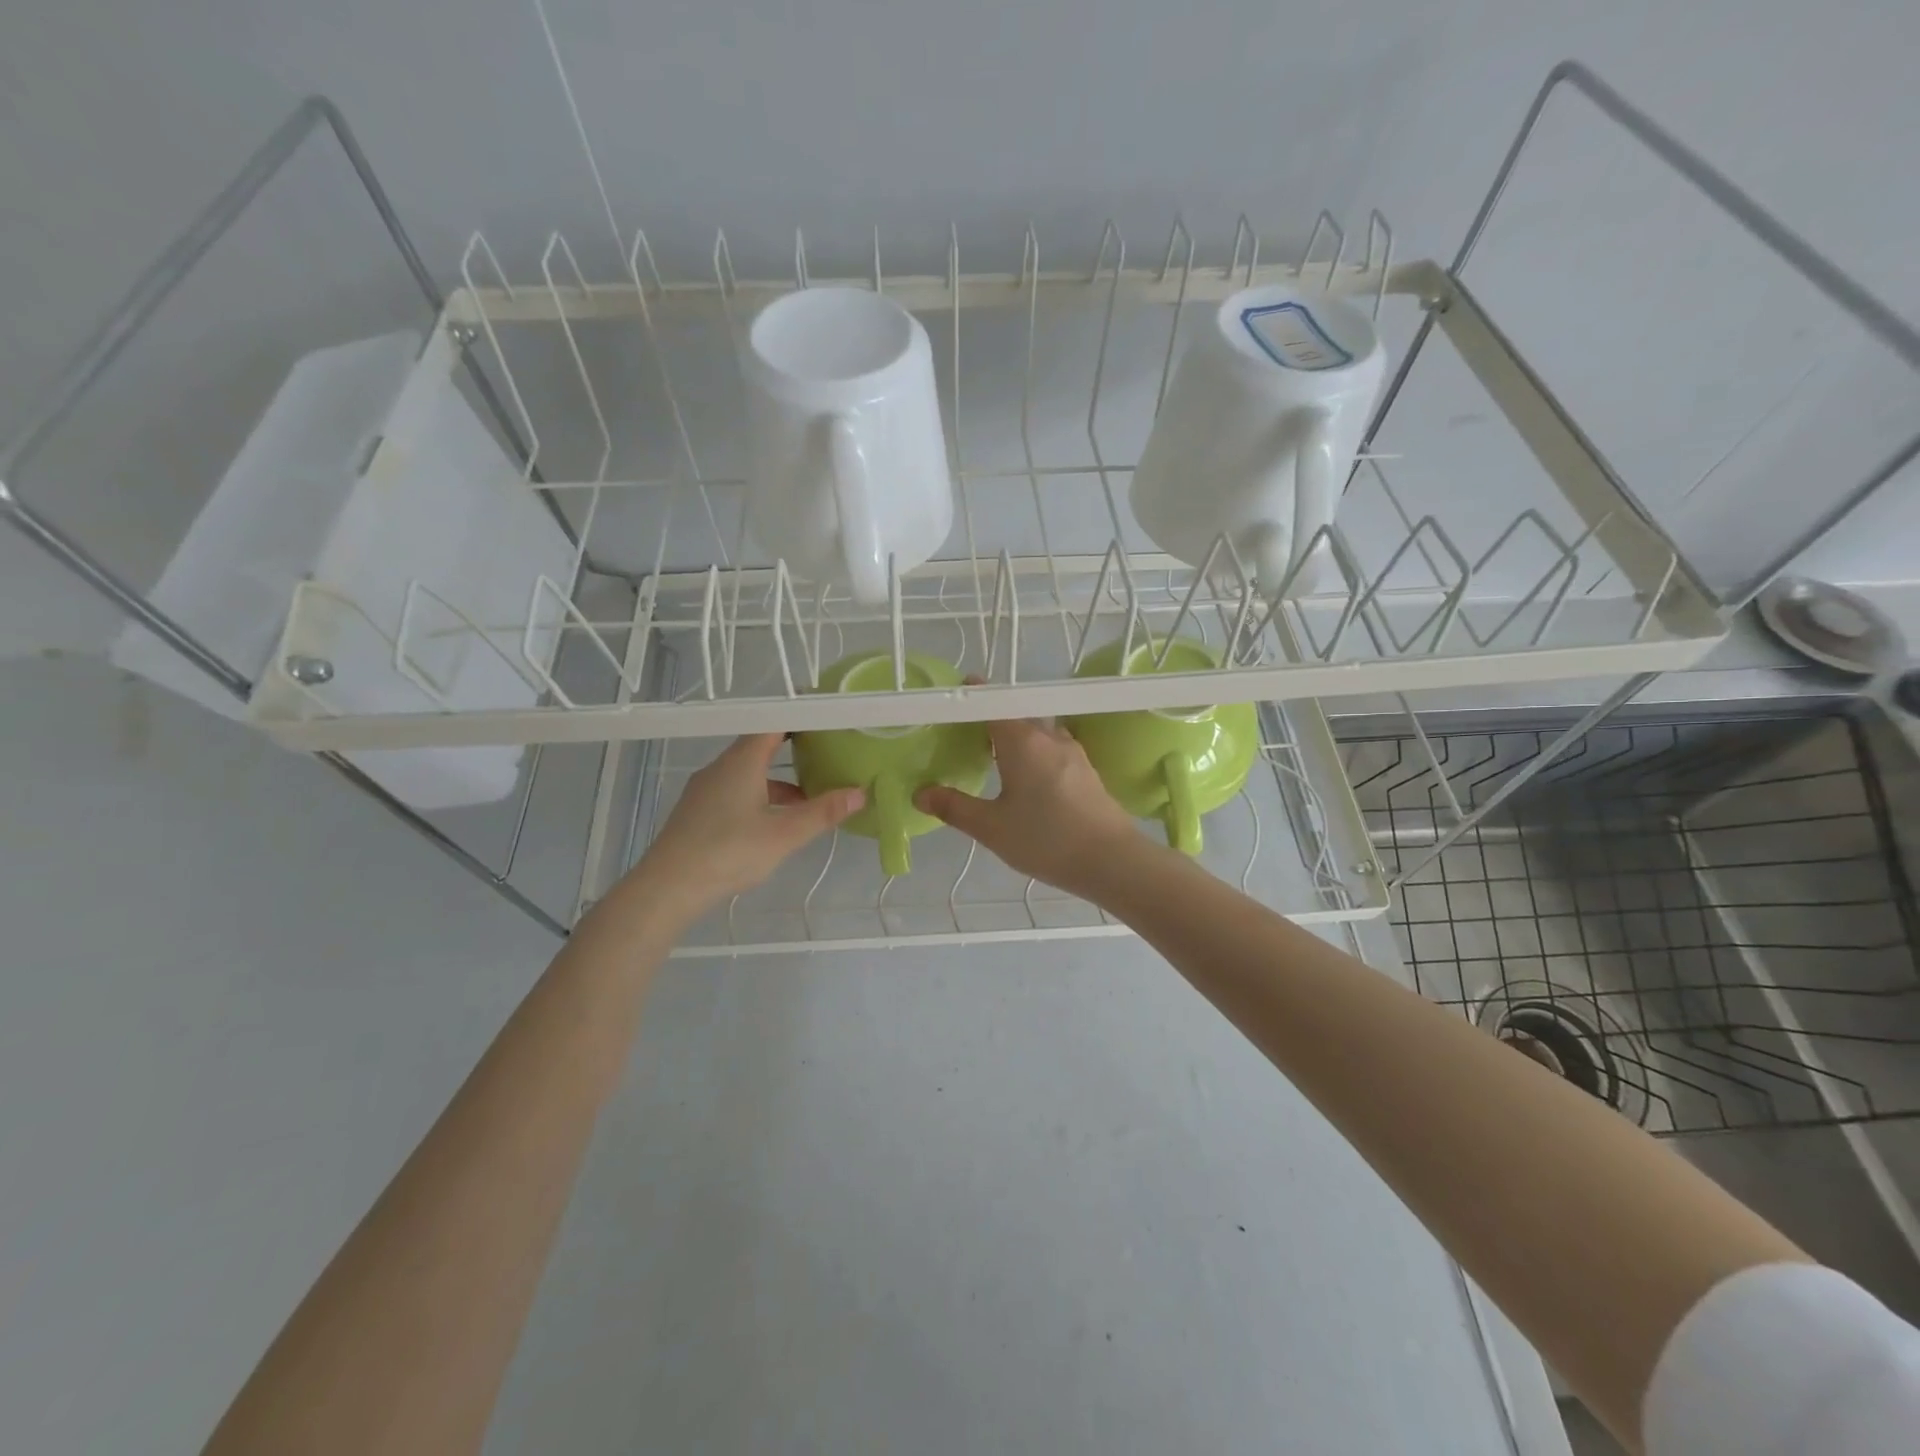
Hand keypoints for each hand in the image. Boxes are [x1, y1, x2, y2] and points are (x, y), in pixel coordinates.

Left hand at [624, 733, 862, 918]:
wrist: (667, 887)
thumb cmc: (728, 852)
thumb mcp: (784, 834)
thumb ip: (823, 812)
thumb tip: (860, 793)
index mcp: (742, 762)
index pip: (773, 722)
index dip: (799, 715)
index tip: (825, 716)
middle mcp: (721, 767)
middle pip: (760, 745)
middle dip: (794, 746)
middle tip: (826, 749)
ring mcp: (706, 789)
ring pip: (749, 771)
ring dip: (779, 778)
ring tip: (809, 795)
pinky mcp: (699, 811)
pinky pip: (737, 790)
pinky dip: (762, 795)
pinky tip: (775, 821)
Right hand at [915, 718, 1148, 901]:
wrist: (1111, 860)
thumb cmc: (1046, 839)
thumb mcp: (991, 828)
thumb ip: (954, 807)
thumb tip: (921, 793)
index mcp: (1022, 741)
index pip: (993, 704)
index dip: (974, 695)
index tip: (959, 689)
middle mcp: (1049, 737)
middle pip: (1017, 715)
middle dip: (993, 718)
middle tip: (969, 733)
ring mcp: (1073, 752)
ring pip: (1038, 732)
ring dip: (1017, 735)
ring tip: (996, 755)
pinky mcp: (1086, 771)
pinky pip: (1053, 749)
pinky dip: (1035, 751)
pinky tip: (1029, 777)